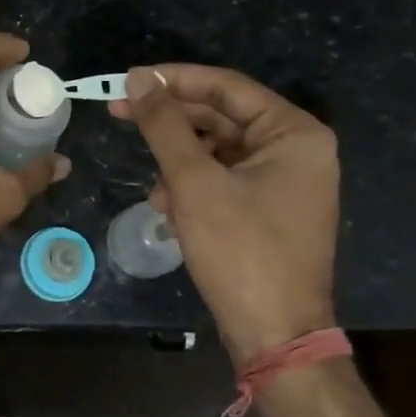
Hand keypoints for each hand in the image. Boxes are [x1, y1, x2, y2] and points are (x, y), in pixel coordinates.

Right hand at [111, 65, 338, 360]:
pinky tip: (170, 212)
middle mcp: (296, 150)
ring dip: (178, 164)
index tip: (128, 80)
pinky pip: (223, 178)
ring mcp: (284, 181)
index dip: (173, 80)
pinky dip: (192, 188)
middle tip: (119, 114)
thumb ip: (164, 124)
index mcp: (294, 133)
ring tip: (156, 193)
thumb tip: (138, 78)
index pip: (226, 87)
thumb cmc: (240, 251)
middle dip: (171, 125)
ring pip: (216, 150)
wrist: (274, 337)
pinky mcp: (268, 208)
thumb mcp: (194, 181)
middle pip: (220, 117)